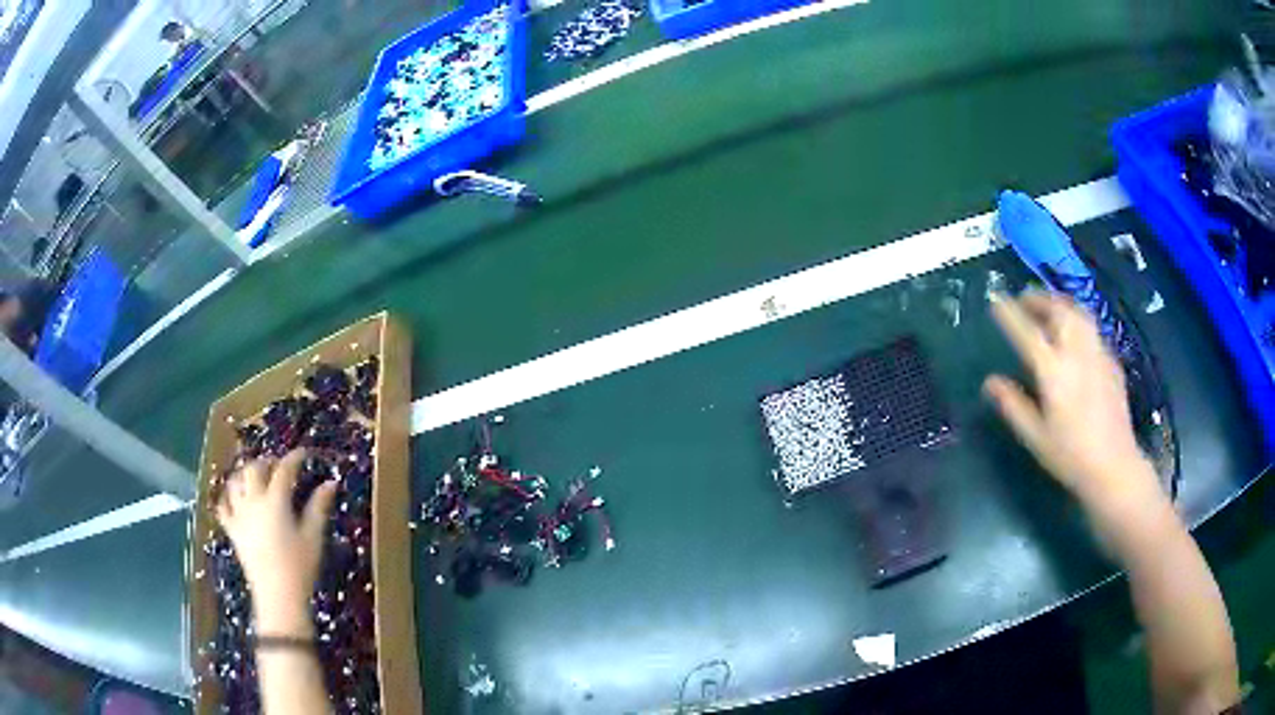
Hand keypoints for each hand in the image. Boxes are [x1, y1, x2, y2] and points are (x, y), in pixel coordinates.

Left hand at [216, 450, 337, 636]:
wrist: (278, 597)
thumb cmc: (300, 568)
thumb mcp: (314, 537)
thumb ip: (319, 507)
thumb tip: (331, 482)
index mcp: (275, 502)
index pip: (283, 470)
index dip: (293, 458)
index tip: (303, 453)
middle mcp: (253, 502)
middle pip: (254, 469)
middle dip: (266, 462)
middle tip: (278, 465)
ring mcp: (239, 515)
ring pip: (235, 482)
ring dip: (245, 474)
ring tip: (256, 477)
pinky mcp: (232, 530)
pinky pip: (223, 505)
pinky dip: (228, 496)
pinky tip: (235, 497)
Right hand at [983, 291, 1164, 515]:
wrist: (1114, 466)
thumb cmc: (1070, 455)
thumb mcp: (1035, 436)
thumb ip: (1013, 405)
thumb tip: (990, 382)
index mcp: (1054, 371)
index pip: (1027, 332)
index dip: (1010, 313)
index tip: (996, 299)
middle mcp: (1077, 353)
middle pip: (1058, 310)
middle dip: (1039, 299)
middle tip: (1024, 299)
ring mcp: (1098, 354)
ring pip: (1079, 313)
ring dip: (1061, 304)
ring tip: (1049, 307)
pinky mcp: (1112, 362)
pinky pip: (1092, 330)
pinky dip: (1078, 322)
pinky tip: (1075, 337)